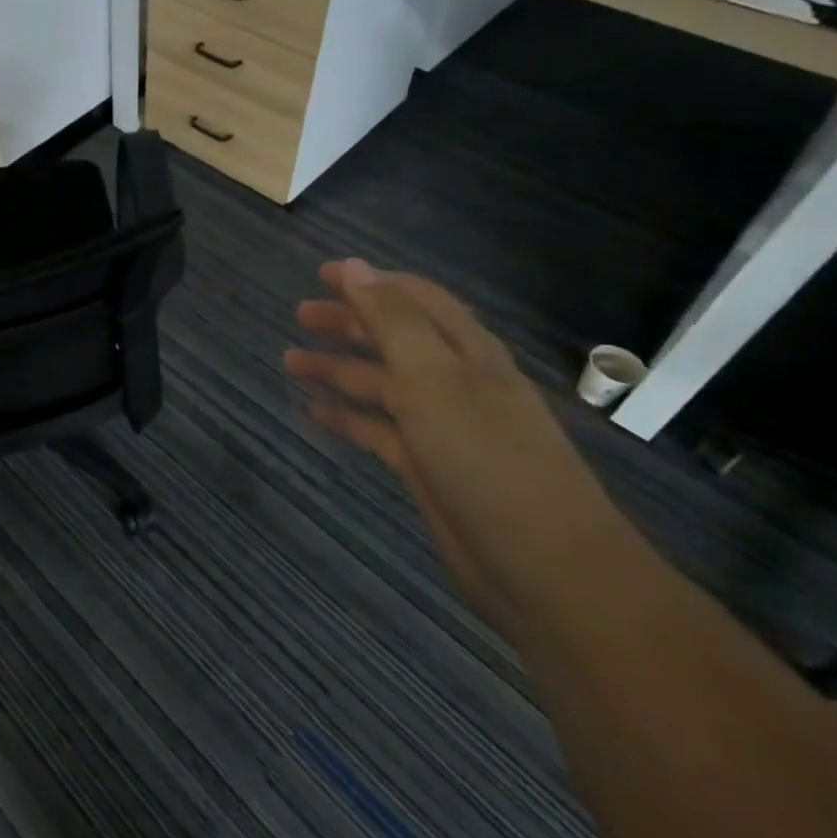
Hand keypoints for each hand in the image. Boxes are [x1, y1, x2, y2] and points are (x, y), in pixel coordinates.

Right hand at [286, 259, 624, 630]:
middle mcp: (454, 382)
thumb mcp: (435, 379)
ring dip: (338, 369)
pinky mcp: (427, 466)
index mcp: (467, 353)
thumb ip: (392, 321)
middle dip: (348, 322)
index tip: (323, 274)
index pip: (416, 300)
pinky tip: (313, 412)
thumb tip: (355, 267)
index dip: (371, 283)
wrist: (546, 570)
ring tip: (290, 362)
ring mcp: (441, 427)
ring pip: (380, 384)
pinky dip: (346, 416)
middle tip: (300, 315)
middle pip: (394, 339)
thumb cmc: (488, 460)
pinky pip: (377, 429)